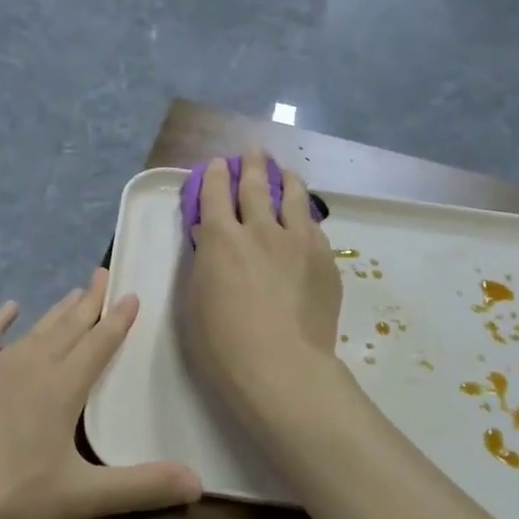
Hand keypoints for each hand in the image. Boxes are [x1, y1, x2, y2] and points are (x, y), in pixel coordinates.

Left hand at [0, 271, 201, 518]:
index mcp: (61, 389)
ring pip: (33, 332)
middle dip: (89, 303)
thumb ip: (141, 487)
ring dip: (55, 312)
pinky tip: (8, 308)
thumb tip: (200, 483)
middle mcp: (29, 368)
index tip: (132, 293)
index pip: (99, 344)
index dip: (118, 320)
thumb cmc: (9, 504)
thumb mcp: (81, 499)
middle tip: (104, 275)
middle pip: (67, 328)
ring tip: (73, 292)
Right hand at [182, 148, 343, 419]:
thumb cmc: (223, 343)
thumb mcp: (195, 299)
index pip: (214, 193)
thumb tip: (208, 238)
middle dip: (252, 165)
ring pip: (293, 197)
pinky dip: (305, 215)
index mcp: (220, 238)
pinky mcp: (324, 259)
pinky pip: (313, 226)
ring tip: (286, 172)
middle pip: (256, 186)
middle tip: (254, 151)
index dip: (214, 175)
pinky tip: (306, 217)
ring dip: (286, 179)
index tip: (218, 164)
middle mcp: (259, 229)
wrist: (281, 367)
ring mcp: (297, 241)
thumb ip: (203, 262)